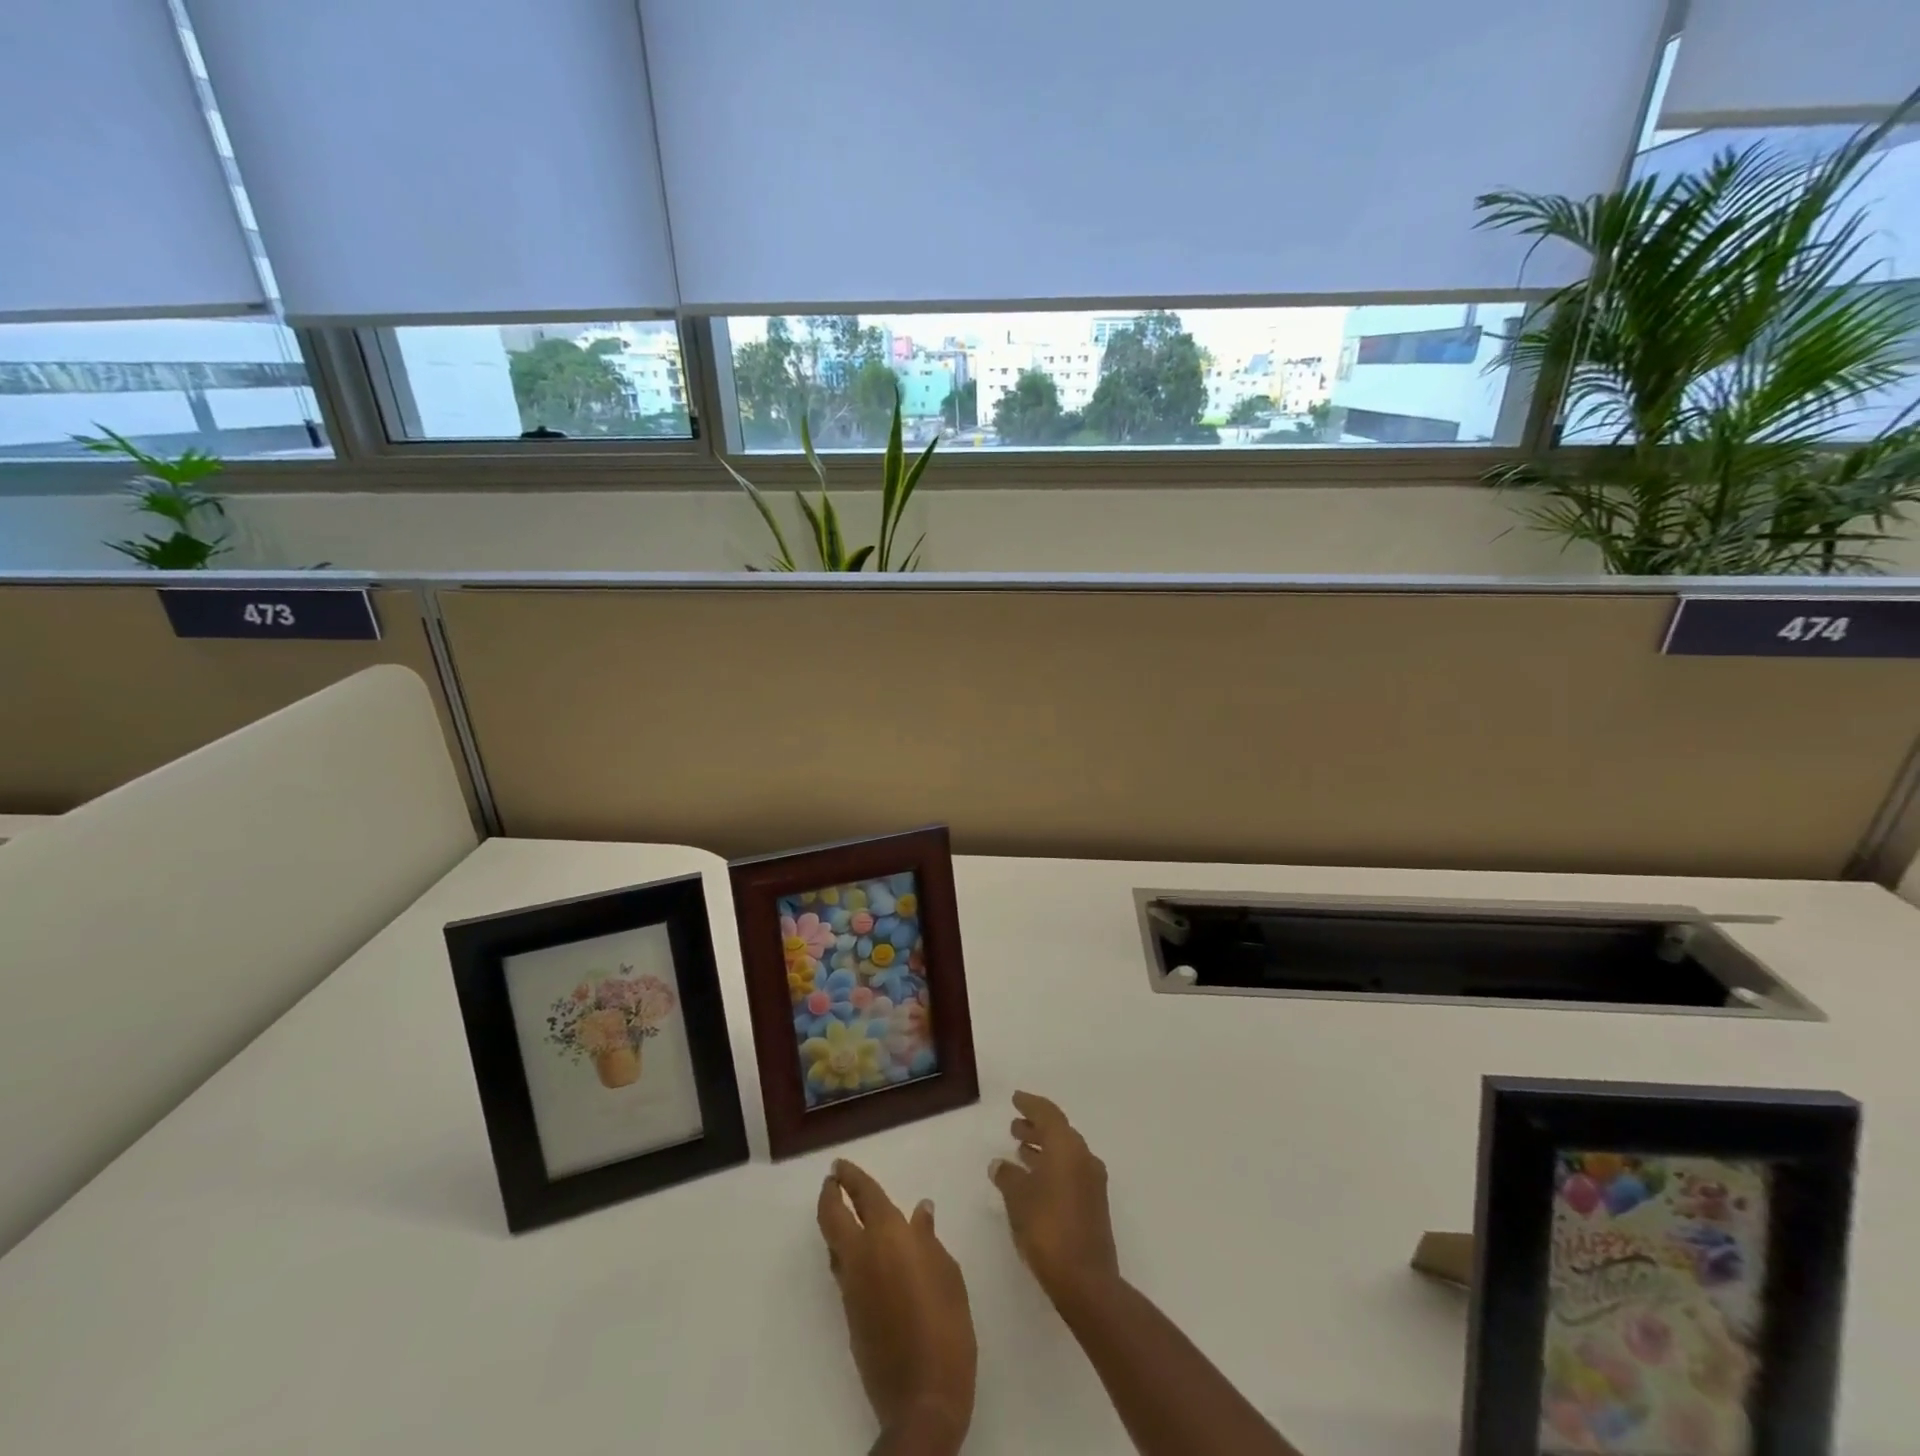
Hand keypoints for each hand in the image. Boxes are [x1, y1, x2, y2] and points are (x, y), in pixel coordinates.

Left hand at [817, 1159, 975, 1450]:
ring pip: (833, 1245)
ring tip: (844, 1213)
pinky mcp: (849, 1315)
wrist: (922, 1396)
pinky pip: (842, 1271)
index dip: (850, 1176)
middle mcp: (861, 1255)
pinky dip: (845, 1253)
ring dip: (834, 1224)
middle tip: (832, 1180)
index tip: (840, 1164)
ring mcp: (851, 1287)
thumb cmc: (946, 1324)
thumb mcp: (947, 1273)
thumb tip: (920, 1211)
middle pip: (832, 1217)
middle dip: (829, 1194)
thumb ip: (928, 1239)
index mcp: (888, 1236)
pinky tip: (862, 1257)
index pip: (863, 1195)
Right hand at [989, 1091, 1120, 1307]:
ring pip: (1065, 1153)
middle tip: (1014, 1126)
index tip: (1015, 1099)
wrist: (1086, 1281)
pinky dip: (1051, 1168)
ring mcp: (1092, 1182)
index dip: (1030, 1104)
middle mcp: (1084, 1157)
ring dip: (1043, 1149)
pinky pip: (1070, 1172)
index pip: (1048, 1114)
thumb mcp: (1018, 1199)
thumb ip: (1008, 1176)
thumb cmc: (1047, 1229)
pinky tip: (1033, 1181)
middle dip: (1036, 1127)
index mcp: (1067, 1147)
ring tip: (1019, 1150)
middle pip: (1059, 1132)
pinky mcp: (1094, 1204)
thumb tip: (999, 1164)